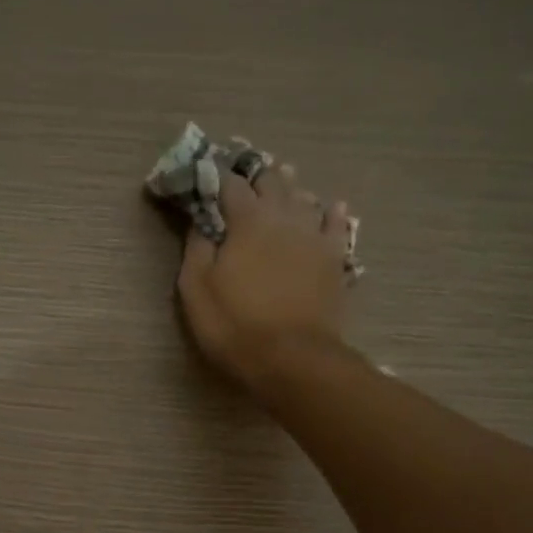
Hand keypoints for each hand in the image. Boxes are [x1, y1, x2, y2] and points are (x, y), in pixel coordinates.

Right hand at [178, 165, 350, 390]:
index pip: (230, 185)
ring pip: (305, 197)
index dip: (217, 177)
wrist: (292, 358)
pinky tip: (330, 208)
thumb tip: (199, 223)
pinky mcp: (335, 258)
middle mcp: (284, 217)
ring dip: (290, 189)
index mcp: (247, 221)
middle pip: (272, 181)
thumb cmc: (234, 324)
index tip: (207, 174)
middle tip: (244, 177)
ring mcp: (315, 236)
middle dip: (256, 175)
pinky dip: (330, 213)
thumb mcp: (196, 290)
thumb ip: (196, 250)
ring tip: (282, 185)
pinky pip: (337, 225)